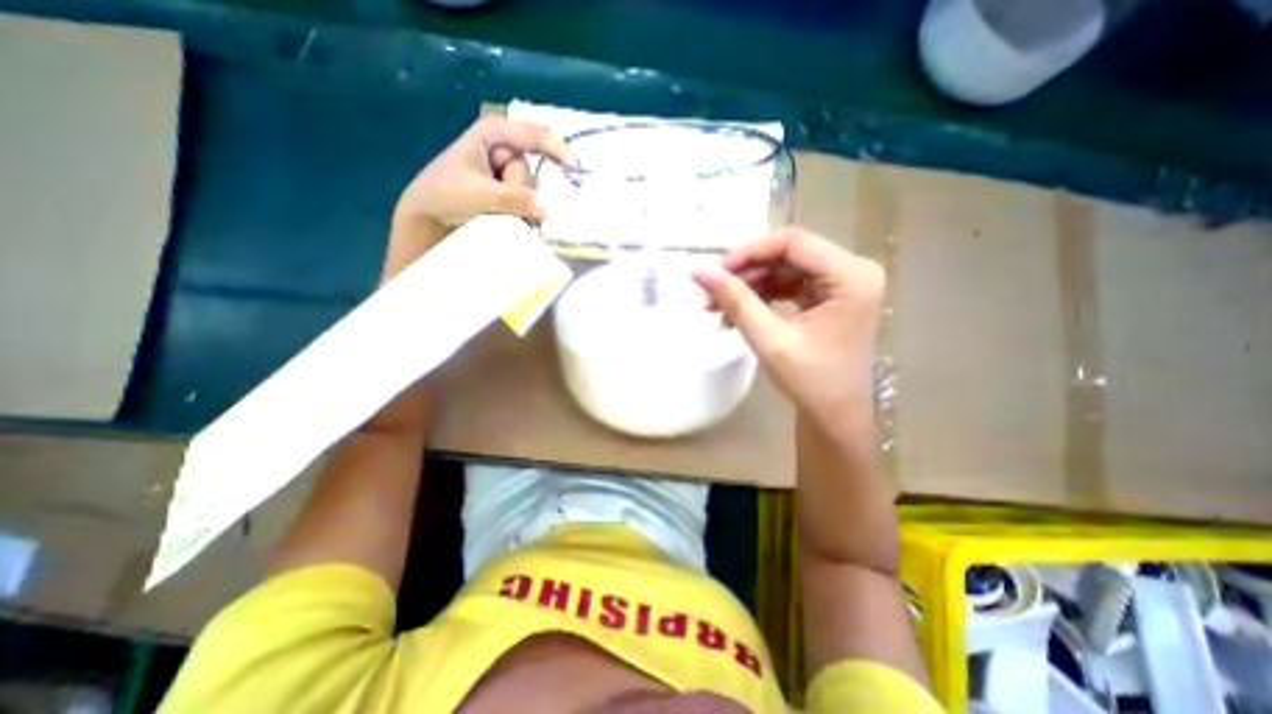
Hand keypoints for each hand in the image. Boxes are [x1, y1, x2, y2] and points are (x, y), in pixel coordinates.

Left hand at [397, 113, 573, 229]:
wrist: (427, 218)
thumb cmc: (444, 195)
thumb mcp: (478, 194)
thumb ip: (513, 199)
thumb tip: (547, 208)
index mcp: (492, 134)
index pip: (532, 134)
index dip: (556, 148)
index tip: (575, 167)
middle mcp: (503, 149)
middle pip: (531, 169)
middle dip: (522, 190)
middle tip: (500, 204)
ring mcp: (505, 172)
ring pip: (531, 189)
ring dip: (521, 205)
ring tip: (499, 214)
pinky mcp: (507, 191)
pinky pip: (528, 201)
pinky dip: (525, 212)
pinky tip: (514, 220)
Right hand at [694, 228, 886, 425]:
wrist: (834, 416)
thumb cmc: (810, 382)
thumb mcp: (769, 339)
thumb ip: (735, 300)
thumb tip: (699, 271)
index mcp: (851, 276)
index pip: (792, 242)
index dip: (749, 252)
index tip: (715, 273)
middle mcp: (853, 271)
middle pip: (788, 254)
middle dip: (745, 272)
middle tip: (711, 292)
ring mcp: (842, 284)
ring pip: (784, 269)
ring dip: (749, 285)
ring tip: (717, 307)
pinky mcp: (830, 297)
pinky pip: (789, 285)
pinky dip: (761, 296)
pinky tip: (736, 312)